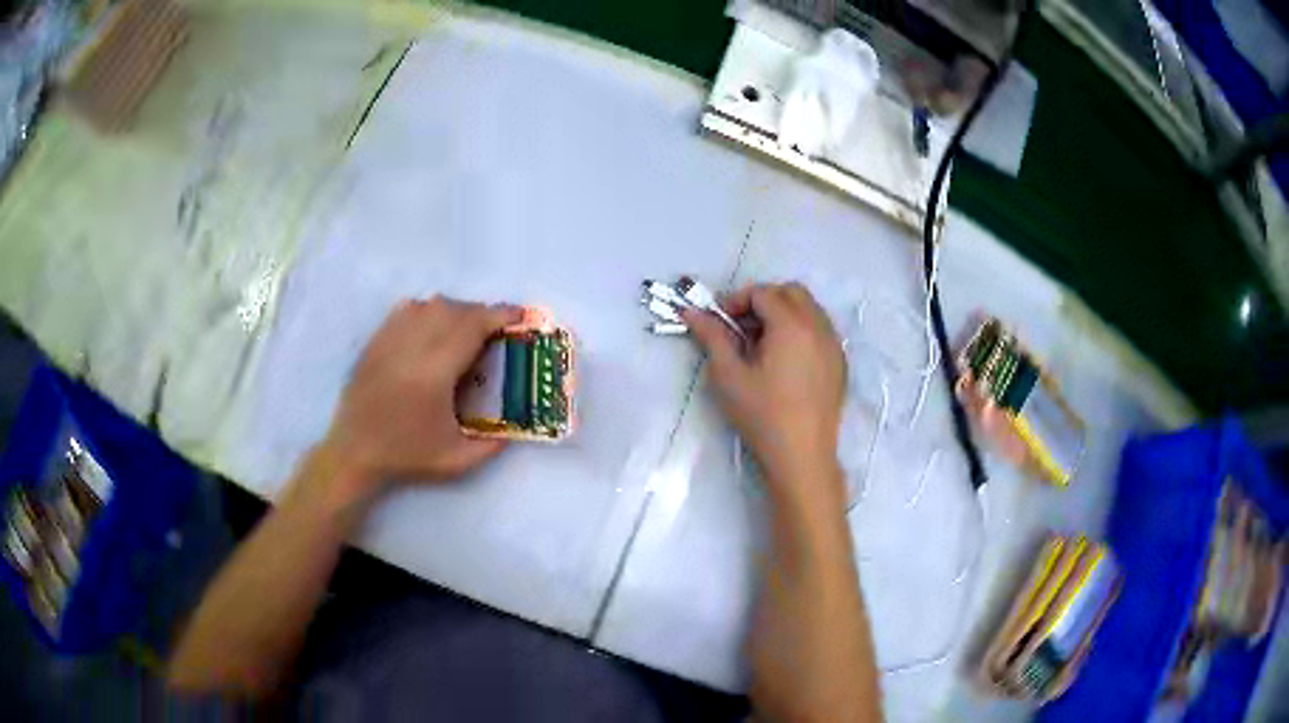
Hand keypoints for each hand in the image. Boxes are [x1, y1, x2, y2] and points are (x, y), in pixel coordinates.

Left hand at [316, 297, 523, 502]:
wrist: (354, 453)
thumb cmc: (406, 457)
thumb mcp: (457, 461)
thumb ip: (492, 446)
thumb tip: (516, 427)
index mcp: (434, 374)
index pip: (471, 328)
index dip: (498, 315)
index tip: (518, 315)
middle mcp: (411, 348)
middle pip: (452, 310)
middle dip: (480, 313)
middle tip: (495, 328)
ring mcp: (389, 341)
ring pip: (428, 305)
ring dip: (454, 310)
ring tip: (464, 327)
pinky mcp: (374, 343)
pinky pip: (404, 310)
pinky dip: (426, 311)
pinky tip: (432, 327)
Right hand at [683, 283, 847, 509]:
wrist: (802, 455)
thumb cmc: (762, 415)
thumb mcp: (728, 375)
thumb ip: (711, 337)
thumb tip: (692, 312)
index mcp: (791, 325)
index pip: (762, 293)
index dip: (736, 301)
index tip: (720, 323)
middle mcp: (818, 326)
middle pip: (791, 292)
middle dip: (763, 301)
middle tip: (741, 328)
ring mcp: (834, 345)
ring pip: (809, 309)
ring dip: (783, 313)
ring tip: (762, 345)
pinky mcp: (840, 363)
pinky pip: (820, 330)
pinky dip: (801, 330)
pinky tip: (785, 361)